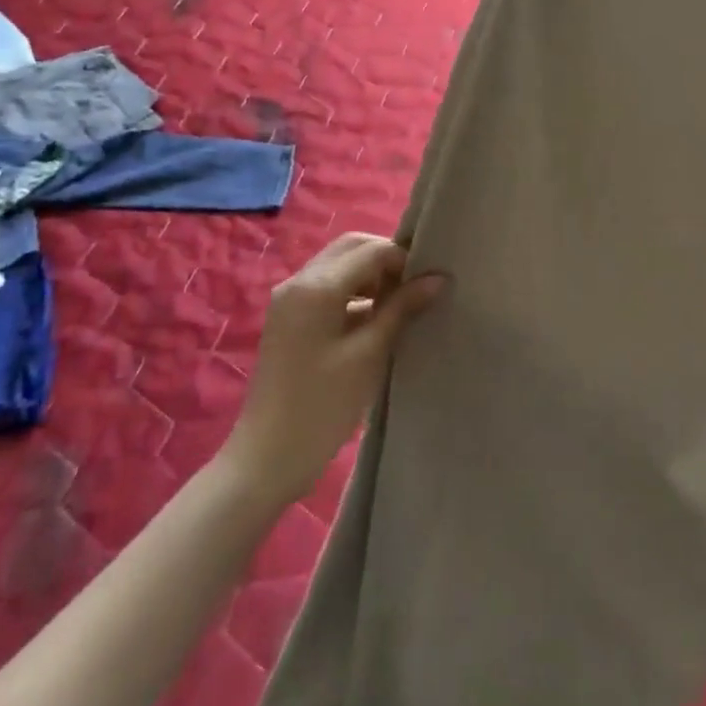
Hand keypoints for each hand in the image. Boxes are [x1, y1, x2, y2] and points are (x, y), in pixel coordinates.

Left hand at [223, 233, 446, 506]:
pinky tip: (376, 319)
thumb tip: (437, 278)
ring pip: (339, 266)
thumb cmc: (322, 406)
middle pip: (350, 248)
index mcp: (315, 286)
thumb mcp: (369, 354)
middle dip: (386, 260)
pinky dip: (354, 292)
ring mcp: (289, 299)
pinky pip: (327, 287)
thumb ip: (401, 309)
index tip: (431, 282)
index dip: (404, 260)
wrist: (268, 457)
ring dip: (371, 275)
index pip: (370, 250)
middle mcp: (298, 281)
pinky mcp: (289, 318)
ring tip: (401, 305)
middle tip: (416, 288)